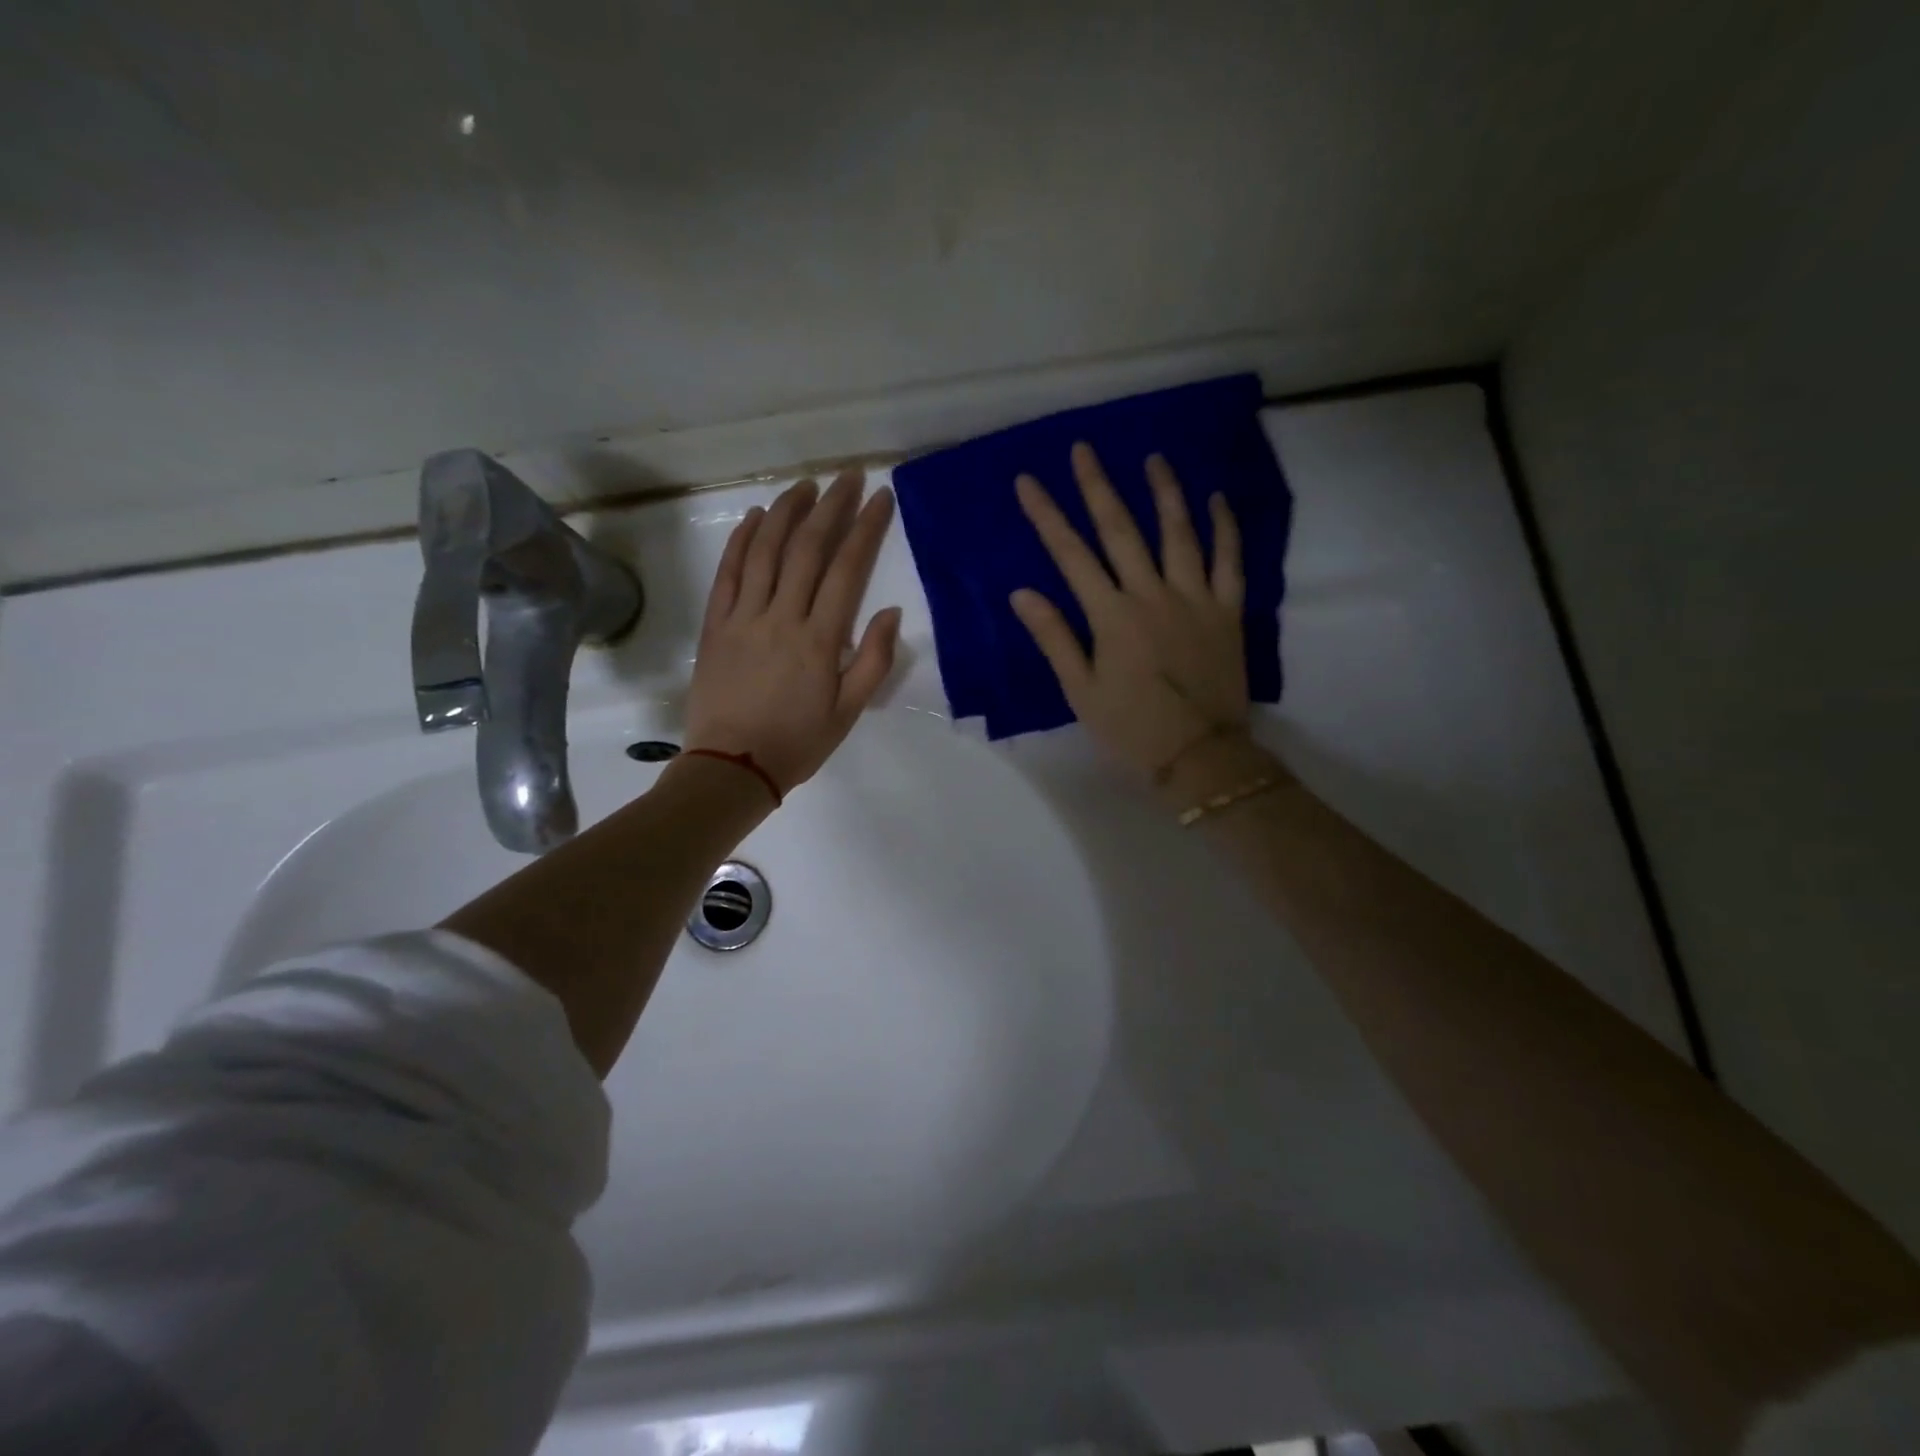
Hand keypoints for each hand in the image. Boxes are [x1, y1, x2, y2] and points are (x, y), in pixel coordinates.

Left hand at [685, 470, 901, 793]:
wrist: (732, 767)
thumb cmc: (798, 742)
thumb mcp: (849, 712)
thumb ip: (873, 660)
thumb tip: (889, 612)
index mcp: (819, 640)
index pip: (847, 570)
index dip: (865, 529)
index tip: (880, 499)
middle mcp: (781, 617)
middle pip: (808, 549)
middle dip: (831, 507)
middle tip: (847, 477)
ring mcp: (743, 616)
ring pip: (765, 551)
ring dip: (787, 512)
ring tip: (805, 486)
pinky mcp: (715, 624)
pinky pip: (728, 573)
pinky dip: (741, 540)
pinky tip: (756, 517)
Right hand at [1010, 442, 1249, 780]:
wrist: (1199, 755)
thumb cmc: (1131, 728)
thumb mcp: (1081, 690)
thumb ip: (1054, 638)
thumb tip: (1022, 593)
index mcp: (1111, 616)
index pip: (1071, 555)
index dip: (1047, 516)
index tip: (1029, 482)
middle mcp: (1152, 594)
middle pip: (1122, 530)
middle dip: (1098, 487)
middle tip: (1084, 449)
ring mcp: (1195, 598)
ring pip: (1179, 533)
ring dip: (1164, 492)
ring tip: (1153, 458)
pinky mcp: (1227, 611)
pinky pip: (1229, 560)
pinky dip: (1224, 528)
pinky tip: (1216, 500)